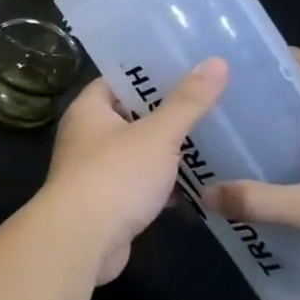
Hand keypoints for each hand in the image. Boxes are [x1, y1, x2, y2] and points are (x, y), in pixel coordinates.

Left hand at [39, 59, 228, 284]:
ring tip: (214, 140)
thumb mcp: (157, 134)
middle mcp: (85, 134)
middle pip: (130, 115)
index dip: (150, 72)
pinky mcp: (107, 200)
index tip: (189, 67)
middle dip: (166, 113)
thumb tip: (217, 61)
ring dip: (167, 151)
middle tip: (212, 102)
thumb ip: (187, 102)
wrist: (82, 237)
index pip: (118, 79)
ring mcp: (94, 168)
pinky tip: (199, 185)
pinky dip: (163, 183)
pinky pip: (139, 182)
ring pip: (137, 151)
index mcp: (88, 109)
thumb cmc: (115, 175)